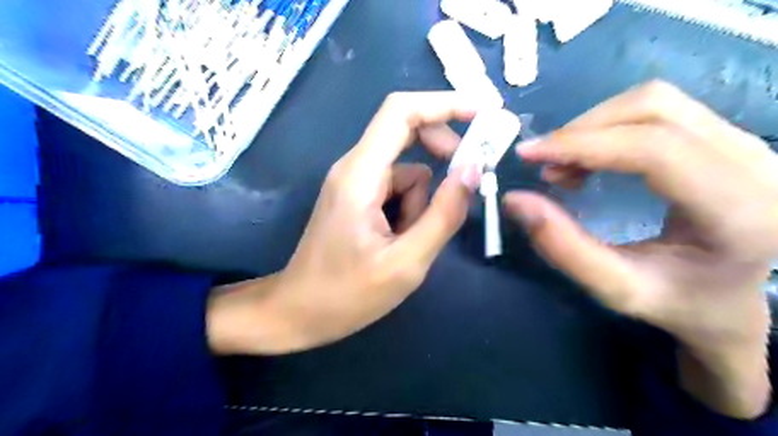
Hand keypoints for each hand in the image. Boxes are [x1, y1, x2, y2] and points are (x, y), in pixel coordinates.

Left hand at [207, 93, 479, 356]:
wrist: (299, 312)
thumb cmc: (347, 295)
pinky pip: (396, 188)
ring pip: (407, 170)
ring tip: (409, 242)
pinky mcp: (357, 196)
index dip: (445, 103)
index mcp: (361, 175)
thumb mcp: (406, 263)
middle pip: (406, 131)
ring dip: (421, 201)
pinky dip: (409, 209)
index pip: (402, 112)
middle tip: (466, 183)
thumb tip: (473, 170)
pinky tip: (398, 241)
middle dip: (443, 151)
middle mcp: (354, 167)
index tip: (485, 112)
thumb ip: (443, 215)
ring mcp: (354, 181)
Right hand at [506, 79, 777, 418]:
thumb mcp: (615, 289)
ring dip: (594, 126)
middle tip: (544, 165)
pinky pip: (659, 110)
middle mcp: (755, 163)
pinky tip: (591, 159)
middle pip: (654, 109)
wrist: (732, 298)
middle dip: (582, 131)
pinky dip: (609, 127)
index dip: (582, 144)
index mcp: (738, 212)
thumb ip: (563, 247)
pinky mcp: (728, 136)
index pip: (654, 150)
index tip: (528, 155)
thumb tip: (515, 200)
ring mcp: (748, 142)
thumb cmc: (677, 301)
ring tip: (565, 166)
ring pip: (655, 101)